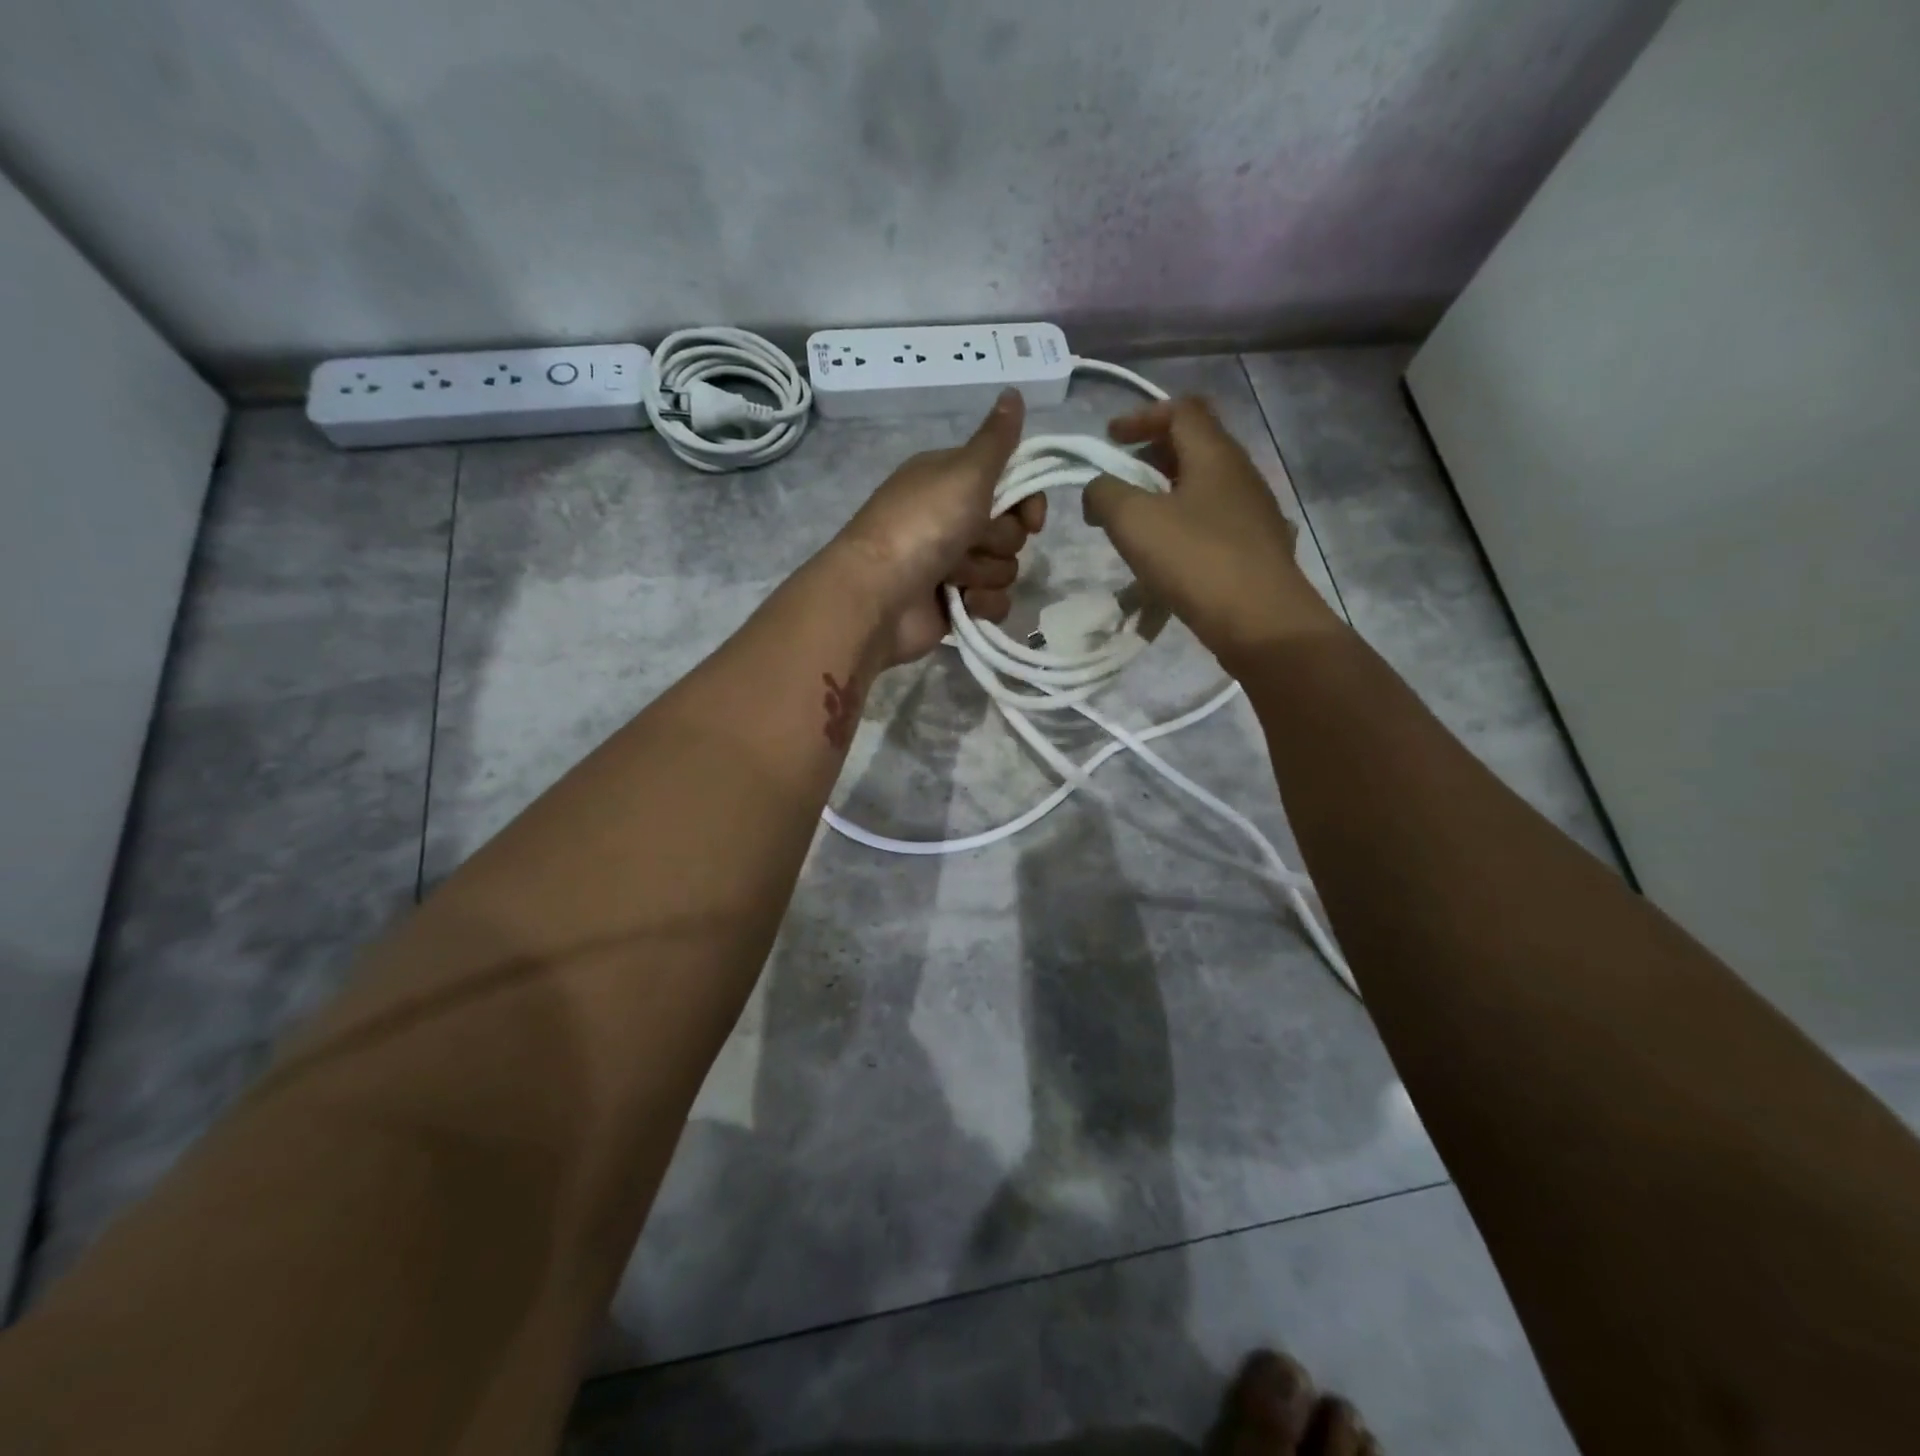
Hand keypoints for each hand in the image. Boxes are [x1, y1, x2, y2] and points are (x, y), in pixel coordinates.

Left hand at [834, 389, 1047, 663]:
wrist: (879, 596)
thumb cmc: (922, 526)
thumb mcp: (964, 471)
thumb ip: (997, 439)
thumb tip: (1014, 390)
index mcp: (951, 480)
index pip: (1012, 485)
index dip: (1026, 503)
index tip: (1031, 519)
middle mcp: (951, 519)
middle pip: (1011, 530)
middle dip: (997, 541)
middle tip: (969, 541)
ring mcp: (952, 564)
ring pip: (1004, 569)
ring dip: (984, 573)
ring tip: (951, 576)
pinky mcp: (954, 604)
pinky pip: (994, 604)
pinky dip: (982, 605)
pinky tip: (962, 603)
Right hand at [1082, 397, 1334, 666]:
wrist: (1262, 621)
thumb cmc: (1196, 561)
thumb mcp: (1133, 521)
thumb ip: (1105, 494)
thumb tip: (1098, 489)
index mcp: (1215, 454)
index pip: (1181, 410)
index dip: (1141, 416)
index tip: (1109, 438)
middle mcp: (1241, 473)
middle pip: (1194, 446)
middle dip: (1150, 457)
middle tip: (1119, 483)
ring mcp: (1254, 512)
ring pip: (1203, 487)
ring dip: (1166, 495)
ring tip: (1137, 525)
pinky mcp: (1257, 548)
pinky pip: (1213, 522)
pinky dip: (1184, 525)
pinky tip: (1168, 558)